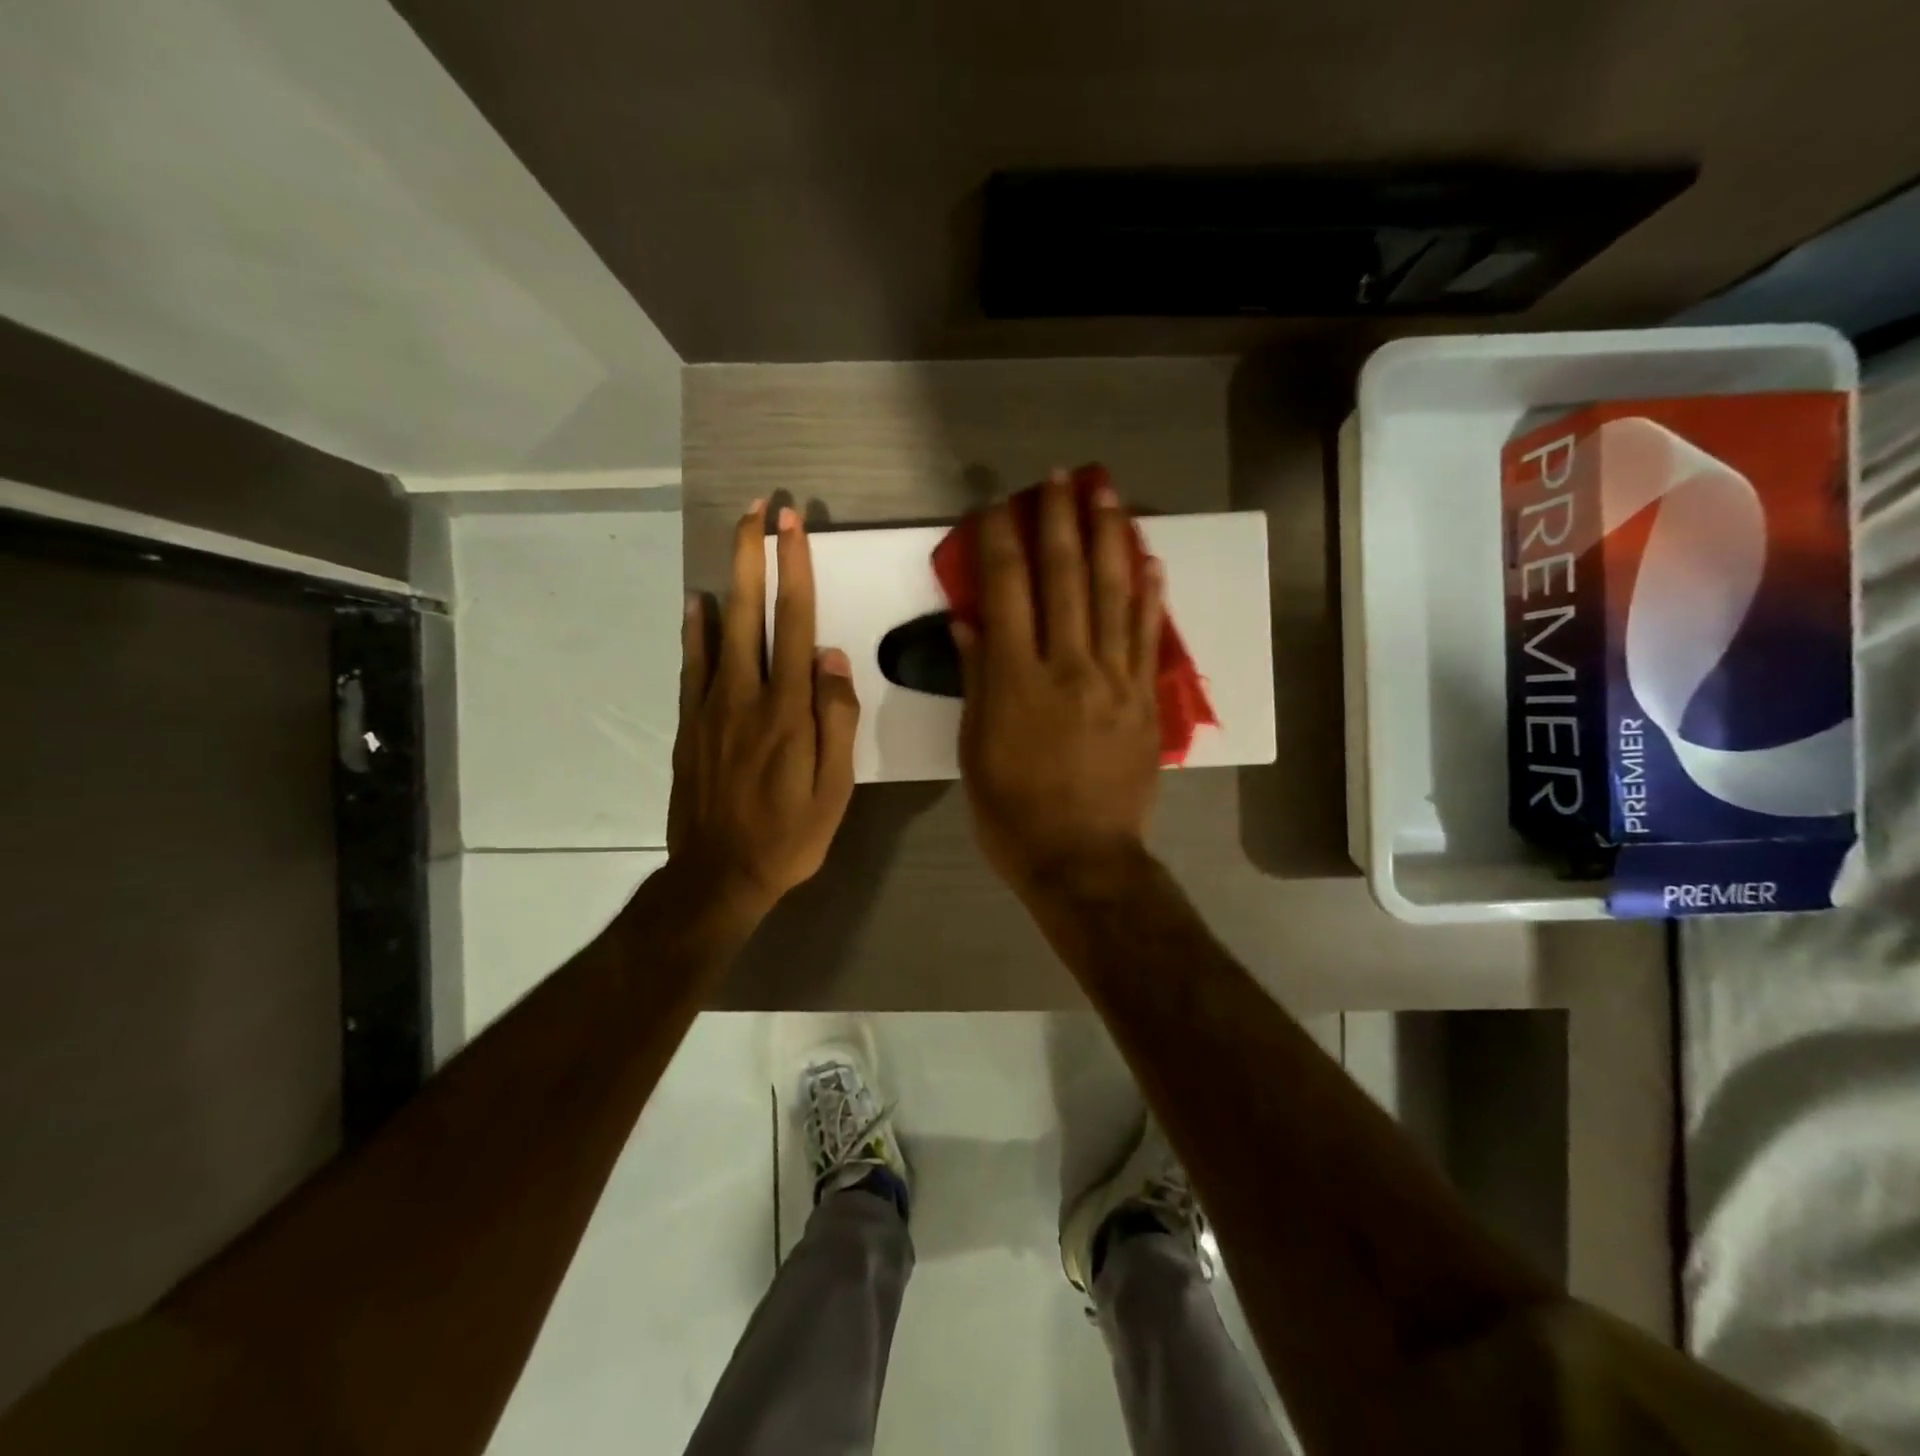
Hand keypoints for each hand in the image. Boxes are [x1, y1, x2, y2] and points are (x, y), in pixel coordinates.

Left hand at [668, 501, 859, 917]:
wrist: (719, 875)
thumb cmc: (790, 836)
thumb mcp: (835, 790)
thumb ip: (836, 721)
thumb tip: (832, 659)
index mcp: (788, 710)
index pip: (794, 623)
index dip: (795, 570)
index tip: (792, 526)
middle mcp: (746, 695)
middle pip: (750, 611)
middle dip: (755, 554)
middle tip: (758, 507)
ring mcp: (711, 707)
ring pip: (719, 629)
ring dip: (729, 578)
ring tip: (735, 538)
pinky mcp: (690, 725)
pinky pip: (692, 665)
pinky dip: (695, 628)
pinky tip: (696, 603)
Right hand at [955, 471, 1164, 895]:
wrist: (1083, 859)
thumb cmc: (1012, 813)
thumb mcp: (975, 750)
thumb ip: (976, 681)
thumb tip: (969, 621)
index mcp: (1017, 680)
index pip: (1007, 591)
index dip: (1000, 541)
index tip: (996, 504)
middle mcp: (1068, 666)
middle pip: (1065, 579)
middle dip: (1059, 521)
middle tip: (1059, 476)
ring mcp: (1114, 680)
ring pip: (1114, 595)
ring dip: (1109, 538)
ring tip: (1106, 494)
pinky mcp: (1145, 700)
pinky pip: (1148, 637)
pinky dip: (1149, 594)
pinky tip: (1149, 558)